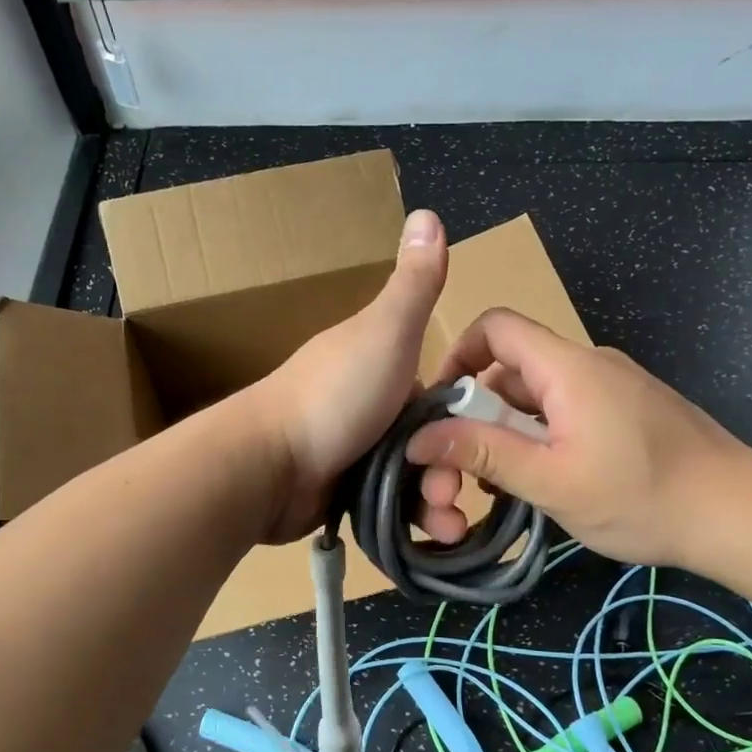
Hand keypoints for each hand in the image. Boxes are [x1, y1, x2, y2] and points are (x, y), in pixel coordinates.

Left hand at [248, 209, 447, 541]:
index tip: (486, 441)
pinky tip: (429, 540)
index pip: (443, 392)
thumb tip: (428, 212)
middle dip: (452, 469)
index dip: (467, 417)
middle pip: (431, 440)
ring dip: (437, 503)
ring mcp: (353, 450)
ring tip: (446, 527)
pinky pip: (389, 508)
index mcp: (382, 363)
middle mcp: (369, 404)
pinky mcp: (341, 492)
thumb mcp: (384, 332)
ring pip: (414, 478)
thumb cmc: (335, 396)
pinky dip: (410, 523)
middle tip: (453, 496)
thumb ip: (414, 284)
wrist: (265, 466)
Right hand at [405, 308, 751, 569]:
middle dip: (481, 410)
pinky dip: (544, 435)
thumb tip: (418, 438)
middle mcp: (589, 364)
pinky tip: (547, 480)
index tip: (441, 405)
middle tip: (468, 464)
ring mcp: (614, 386)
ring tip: (505, 482)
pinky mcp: (631, 409)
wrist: (739, 514)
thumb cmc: (640, 497)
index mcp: (567, 367)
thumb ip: (482, 454)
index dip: (458, 354)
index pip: (496, 326)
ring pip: (540, 394)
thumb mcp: (550, 481)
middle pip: (514, 366)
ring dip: (512, 429)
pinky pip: (570, 409)